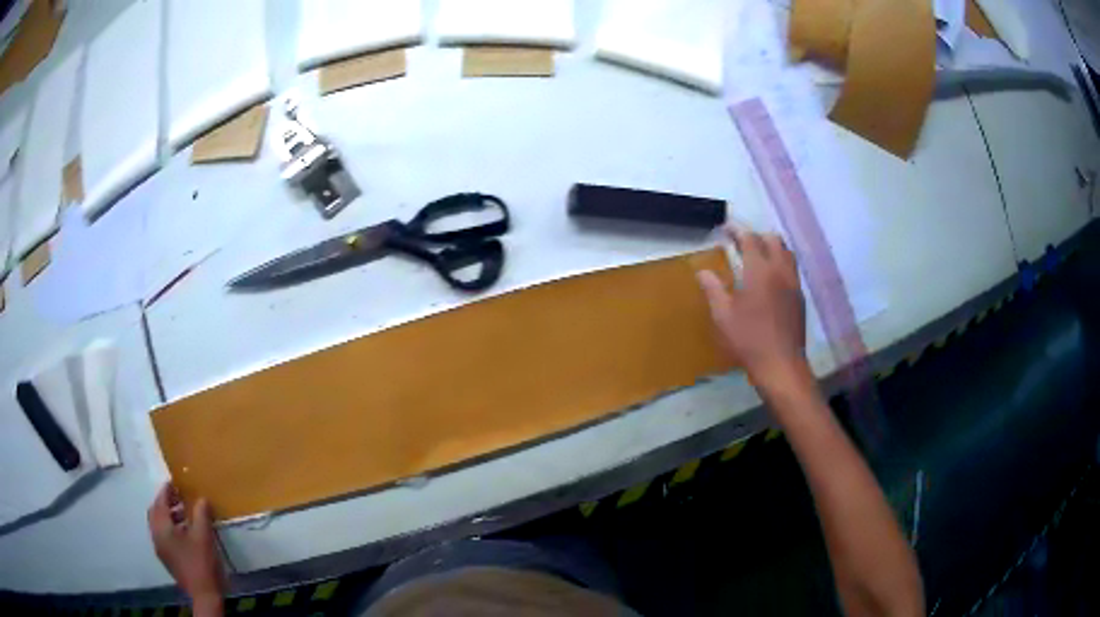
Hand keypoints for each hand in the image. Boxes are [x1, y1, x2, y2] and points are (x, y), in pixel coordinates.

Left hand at [147, 483, 224, 610]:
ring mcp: (160, 548)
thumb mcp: (204, 536)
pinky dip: (170, 527)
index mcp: (161, 527)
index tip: (175, 482)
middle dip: (165, 502)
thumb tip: (201, 498)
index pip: (160, 502)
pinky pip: (163, 535)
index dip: (167, 490)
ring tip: (184, 513)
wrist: (204, 594)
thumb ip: (201, 514)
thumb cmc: (201, 562)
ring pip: (158, 524)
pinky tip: (184, 532)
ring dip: (168, 515)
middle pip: (155, 511)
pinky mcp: (166, 558)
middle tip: (179, 496)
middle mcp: (156, 535)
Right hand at [697, 227, 806, 385]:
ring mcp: (793, 283)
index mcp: (760, 271)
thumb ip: (713, 289)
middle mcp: (780, 271)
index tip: (726, 228)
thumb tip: (702, 272)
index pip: (750, 239)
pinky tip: (770, 279)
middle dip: (757, 236)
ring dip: (772, 248)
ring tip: (757, 256)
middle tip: (741, 243)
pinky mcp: (799, 297)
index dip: (737, 231)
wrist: (781, 365)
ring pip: (786, 253)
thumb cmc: (749, 340)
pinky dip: (780, 263)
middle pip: (773, 240)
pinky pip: (792, 269)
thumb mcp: (723, 316)